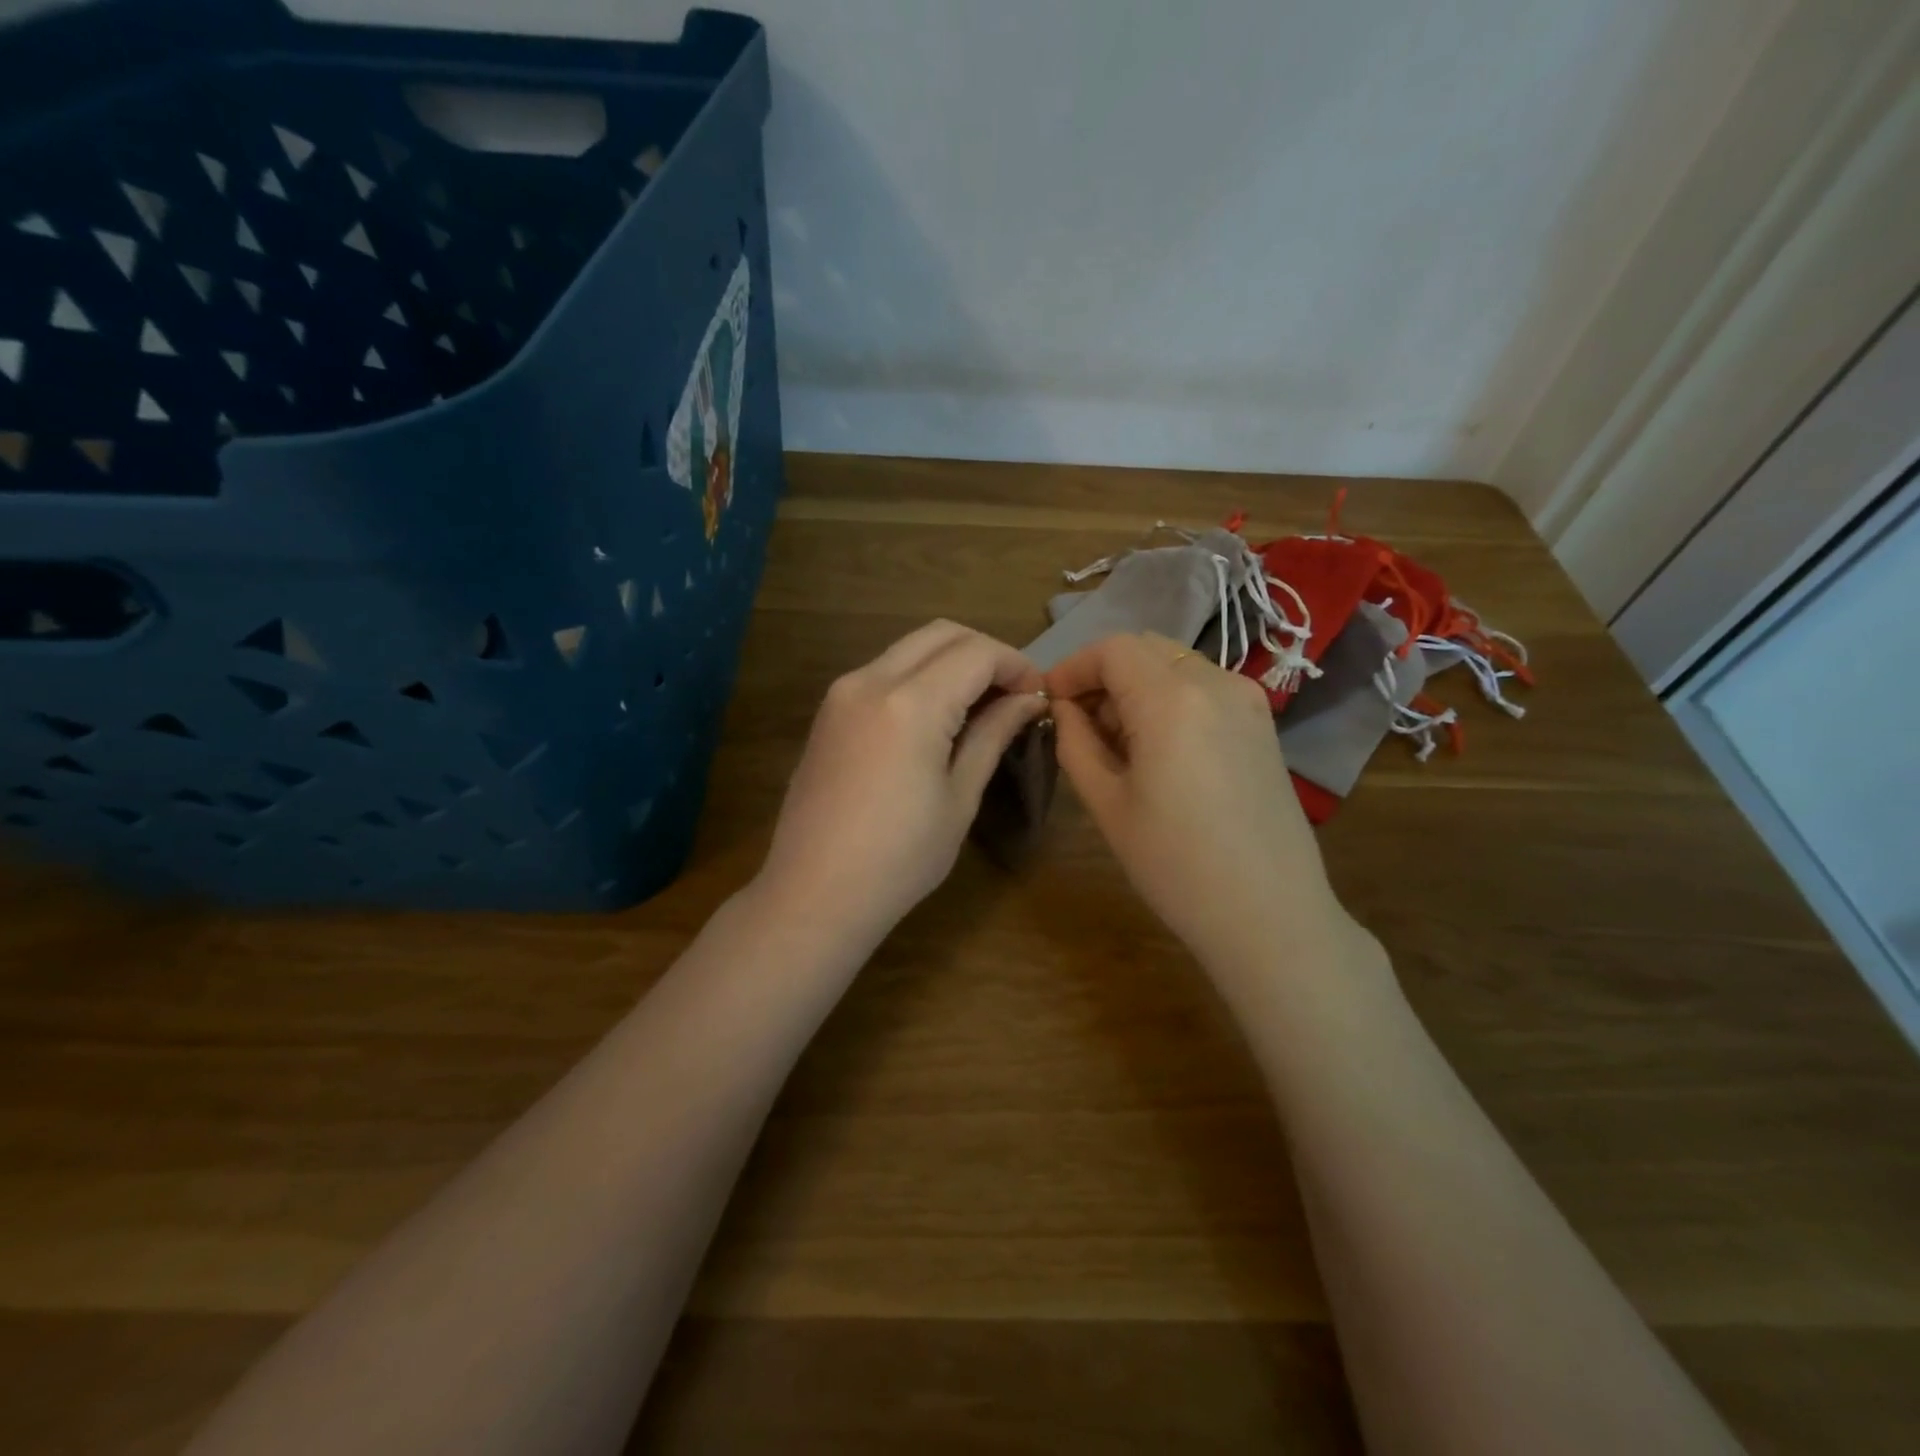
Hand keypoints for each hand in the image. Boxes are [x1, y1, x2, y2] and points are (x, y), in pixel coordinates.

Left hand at [758, 621, 1047, 946]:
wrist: (814, 893)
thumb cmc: (900, 859)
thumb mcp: (959, 797)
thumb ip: (992, 734)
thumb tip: (1028, 699)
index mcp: (911, 703)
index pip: (977, 653)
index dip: (1016, 665)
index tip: (1039, 695)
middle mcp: (871, 680)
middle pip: (941, 633)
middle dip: (986, 652)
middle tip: (1013, 694)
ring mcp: (842, 692)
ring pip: (910, 647)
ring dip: (951, 660)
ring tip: (980, 705)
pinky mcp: (828, 710)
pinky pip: (884, 670)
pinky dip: (920, 676)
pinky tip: (937, 716)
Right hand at [1045, 633, 1355, 975]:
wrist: (1268, 914)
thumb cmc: (1175, 865)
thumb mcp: (1107, 804)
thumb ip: (1075, 743)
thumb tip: (1064, 708)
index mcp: (1172, 700)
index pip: (1112, 649)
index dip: (1073, 666)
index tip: (1049, 700)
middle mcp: (1217, 684)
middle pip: (1146, 649)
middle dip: (1104, 674)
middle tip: (1079, 722)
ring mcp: (1248, 701)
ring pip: (1176, 665)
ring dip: (1137, 686)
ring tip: (1116, 741)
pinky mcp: (1263, 724)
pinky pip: (1204, 688)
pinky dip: (1169, 699)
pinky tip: (1158, 749)